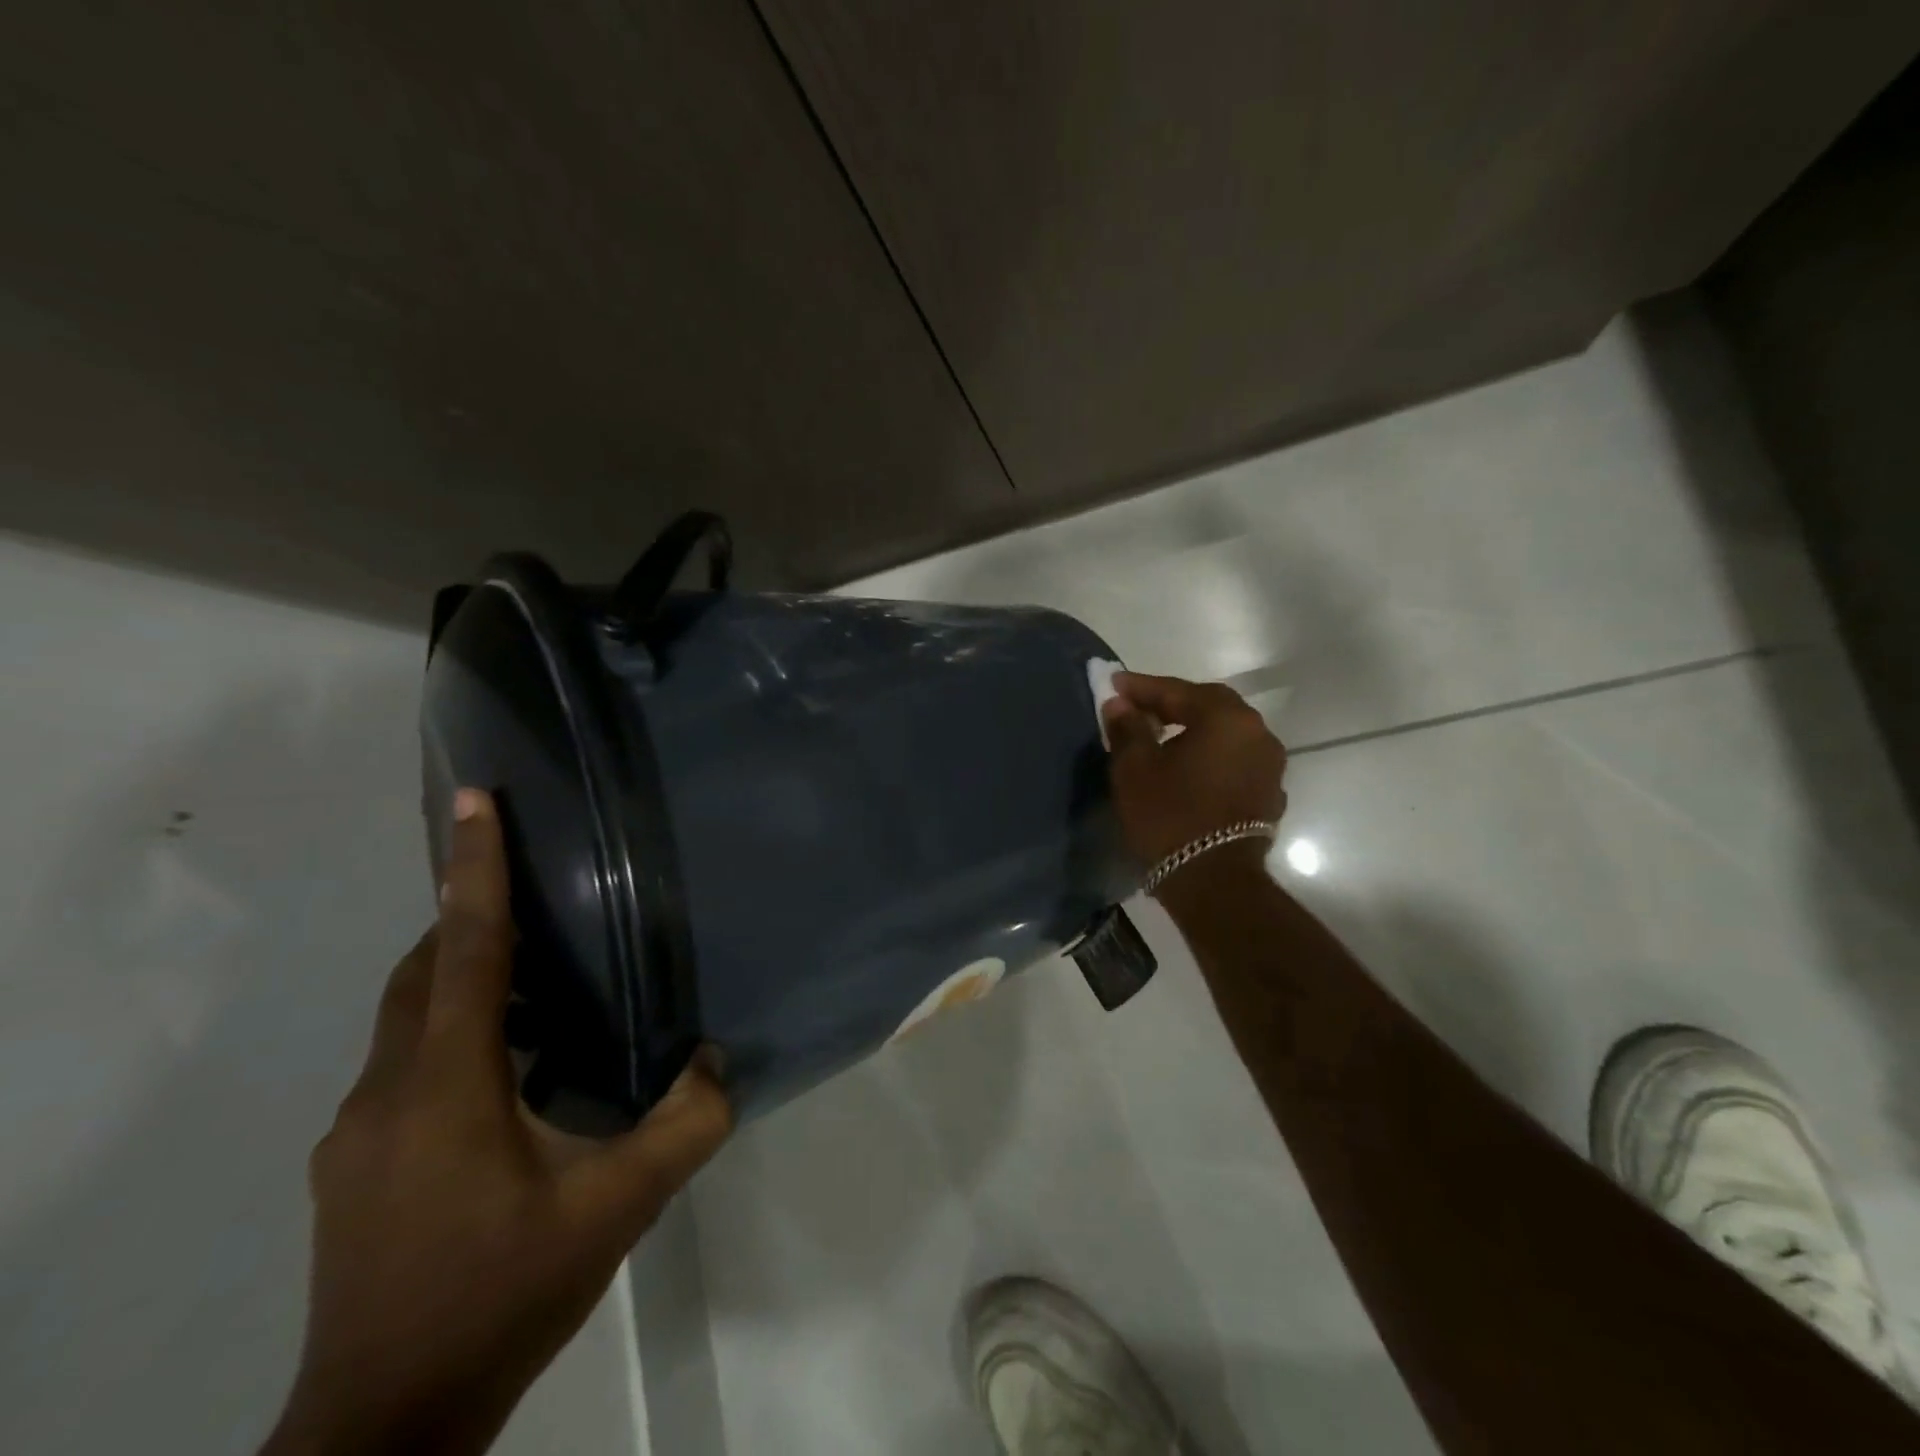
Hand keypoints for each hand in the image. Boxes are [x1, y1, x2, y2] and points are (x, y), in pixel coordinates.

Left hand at [264, 789, 731, 1455]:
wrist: (382, 1428)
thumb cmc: (499, 1296)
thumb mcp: (614, 1210)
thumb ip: (683, 1127)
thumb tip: (718, 1061)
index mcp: (444, 1086)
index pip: (464, 951)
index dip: (472, 871)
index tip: (474, 801)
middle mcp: (387, 1092)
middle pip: (422, 974)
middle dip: (469, 917)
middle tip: (539, 893)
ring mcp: (357, 1134)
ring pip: (408, 1020)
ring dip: (465, 981)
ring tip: (540, 979)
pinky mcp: (353, 1166)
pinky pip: (405, 1064)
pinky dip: (453, 1034)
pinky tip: (509, 1071)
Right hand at [1102, 672, 1287, 871]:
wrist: (1213, 881)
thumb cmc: (1169, 815)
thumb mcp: (1135, 768)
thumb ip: (1128, 727)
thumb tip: (1120, 703)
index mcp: (1226, 718)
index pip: (1177, 690)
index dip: (1141, 687)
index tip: (1114, 684)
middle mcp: (1257, 733)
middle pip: (1208, 706)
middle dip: (1172, 704)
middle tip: (1139, 709)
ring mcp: (1269, 766)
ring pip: (1225, 734)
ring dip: (1194, 730)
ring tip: (1161, 737)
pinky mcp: (1269, 795)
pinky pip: (1234, 761)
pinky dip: (1210, 757)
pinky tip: (1188, 769)